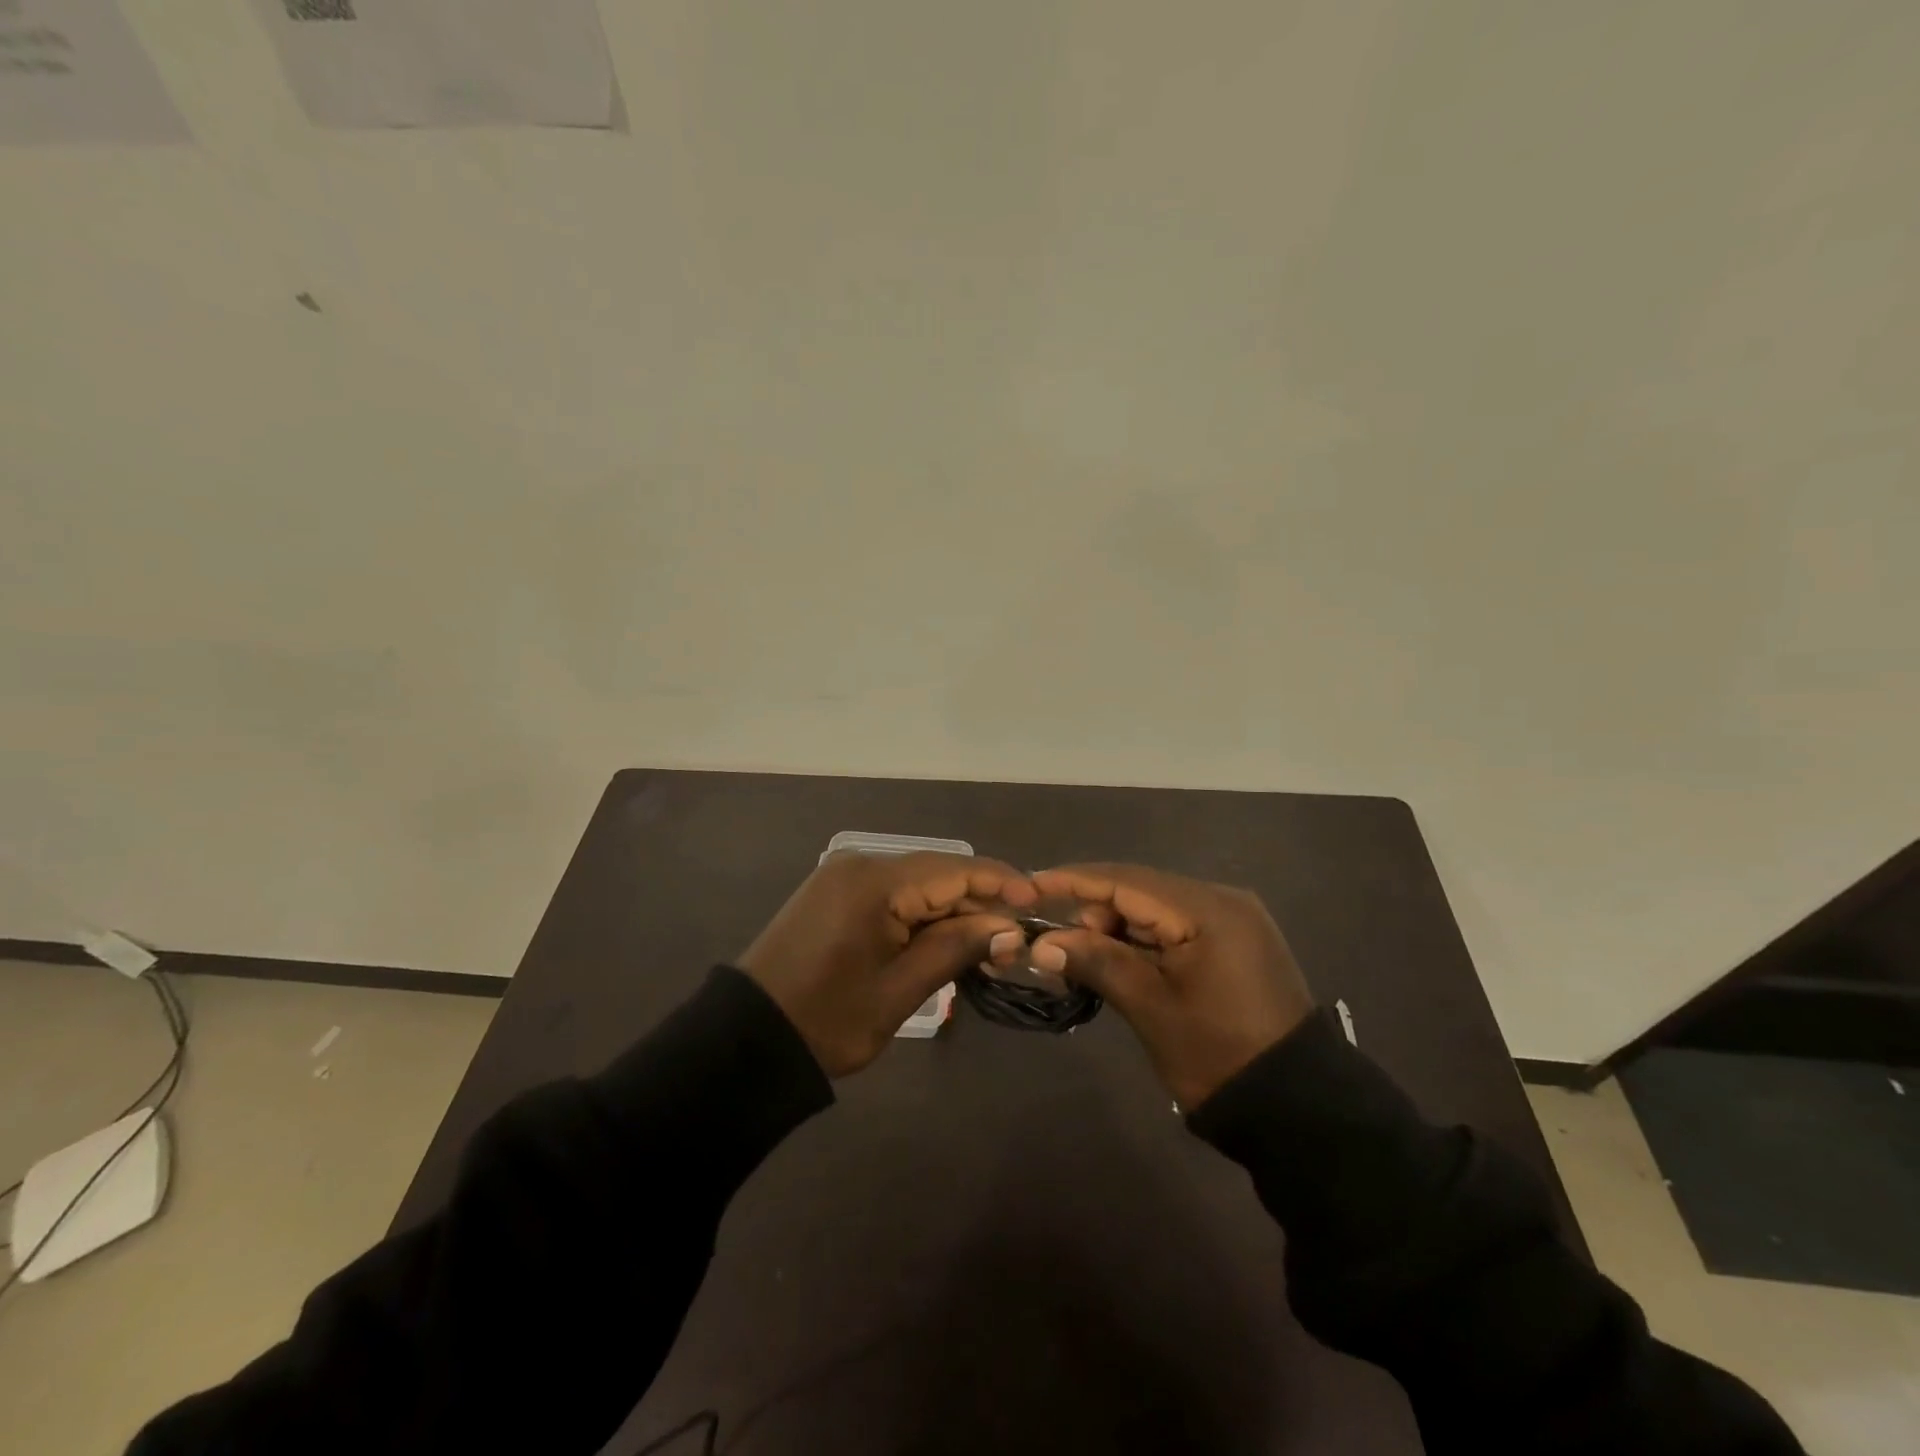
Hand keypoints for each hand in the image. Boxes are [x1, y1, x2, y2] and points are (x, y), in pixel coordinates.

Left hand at [738, 852, 1035, 1076]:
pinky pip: (893, 896)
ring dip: (952, 912)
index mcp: (874, 883)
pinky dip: (922, 916)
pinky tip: (946, 941)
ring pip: (916, 886)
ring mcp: (844, 878)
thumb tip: (1010, 928)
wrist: (748, 1040)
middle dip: (979, 903)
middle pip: (936, 875)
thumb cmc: (827, 1020)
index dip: (1000, 882)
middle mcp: (860, 865)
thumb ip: (955, 948)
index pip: (953, 870)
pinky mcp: (836, 895)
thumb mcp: (899, 990)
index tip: (1039, 900)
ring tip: (989, 947)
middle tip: (1016, 940)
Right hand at [1020, 863, 1314, 1108]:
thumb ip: (1097, 962)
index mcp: (1208, 910)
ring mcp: (1233, 919)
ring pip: (1156, 908)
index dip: (1073, 881)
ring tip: (1082, 958)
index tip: (1029, 884)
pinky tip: (1118, 961)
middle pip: (1141, 889)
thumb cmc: (1219, 1055)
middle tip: (1057, 944)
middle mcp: (1223, 900)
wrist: (1297, 1108)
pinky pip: (1175, 926)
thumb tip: (1043, 942)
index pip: (1126, 881)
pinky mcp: (1234, 941)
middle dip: (1094, 910)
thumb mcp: (1151, 1008)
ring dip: (1116, 927)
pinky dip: (1142, 940)